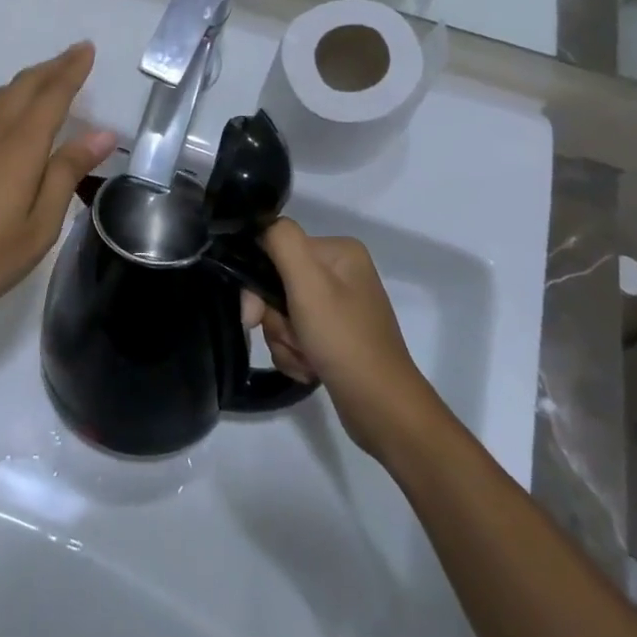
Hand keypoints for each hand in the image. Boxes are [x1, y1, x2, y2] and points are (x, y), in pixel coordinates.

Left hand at [0, 44, 114, 332]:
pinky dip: (13, 97)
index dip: (71, 71)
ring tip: (52, 74)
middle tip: (77, 53)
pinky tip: (18, 111)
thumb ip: (66, 173)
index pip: (51, 97)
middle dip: (52, 67)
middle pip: (23, 87)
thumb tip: (102, 133)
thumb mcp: (38, 226)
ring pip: (3, 96)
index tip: (88, 48)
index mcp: (17, 148)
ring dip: (31, 79)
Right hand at [242, 219, 435, 457]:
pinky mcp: (336, 338)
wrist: (382, 409)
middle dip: (275, 318)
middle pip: (278, 284)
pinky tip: (311, 370)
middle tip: (290, 340)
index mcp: (339, 251)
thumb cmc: (344, 340)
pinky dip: (296, 355)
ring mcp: (339, 307)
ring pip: (283, 314)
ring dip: (284, 340)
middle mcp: (341, 273)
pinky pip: (296, 336)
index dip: (258, 282)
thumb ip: (281, 240)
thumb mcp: (308, 282)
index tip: (254, 314)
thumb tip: (260, 227)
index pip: (277, 249)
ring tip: (306, 359)